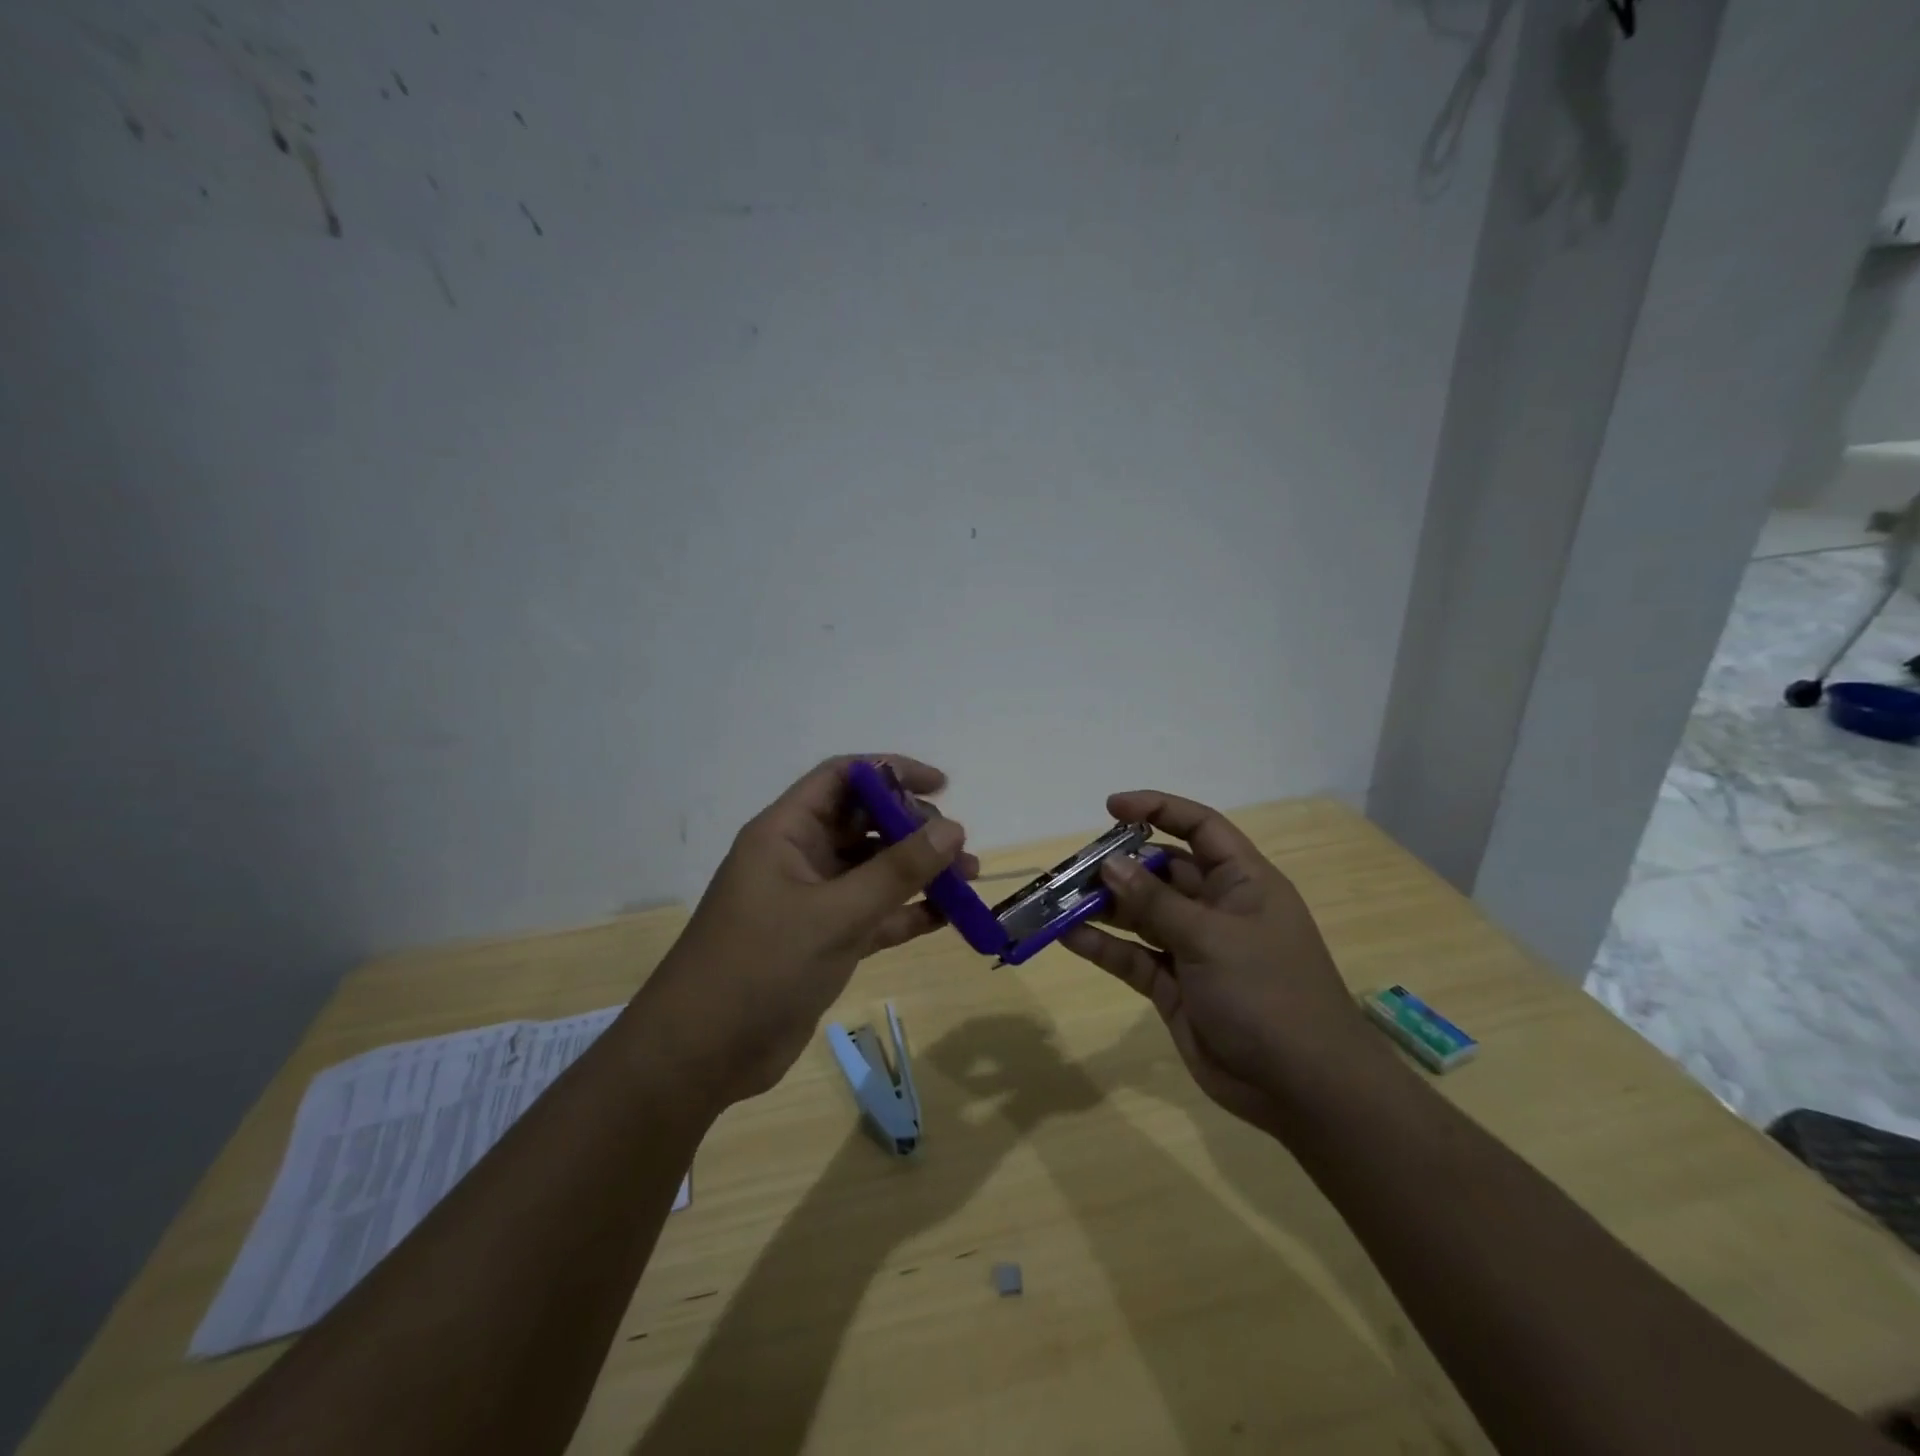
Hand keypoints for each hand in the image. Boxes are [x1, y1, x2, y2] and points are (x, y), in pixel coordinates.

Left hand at [643, 755, 975, 1107]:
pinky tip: (946, 917)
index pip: (843, 778)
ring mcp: (812, 901)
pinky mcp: (823, 941)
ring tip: (968, 881)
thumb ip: (897, 870)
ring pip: (874, 870)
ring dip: (918, 872)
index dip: (891, 772)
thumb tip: (953, 829)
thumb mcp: (835, 914)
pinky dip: (907, 912)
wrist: (702, 1054)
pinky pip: (874, 913)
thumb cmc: (761, 966)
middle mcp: (800, 858)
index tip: (940, 786)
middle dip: (913, 829)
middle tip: (957, 849)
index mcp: (787, 832)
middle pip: (864, 823)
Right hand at [1061, 791, 1379, 1134]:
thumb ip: (1156, 902)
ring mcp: (1194, 949)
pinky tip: (1067, 936)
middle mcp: (1217, 908)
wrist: (1303, 1089)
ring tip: (1059, 900)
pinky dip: (1103, 946)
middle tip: (1073, 867)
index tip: (1111, 809)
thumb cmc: (1268, 994)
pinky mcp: (1175, 987)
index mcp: (1242, 882)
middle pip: (1161, 871)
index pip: (1200, 827)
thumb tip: (1110, 865)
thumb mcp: (1211, 938)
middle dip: (1119, 865)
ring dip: (1104, 906)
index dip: (1158, 809)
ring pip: (1141, 914)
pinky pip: (1133, 956)